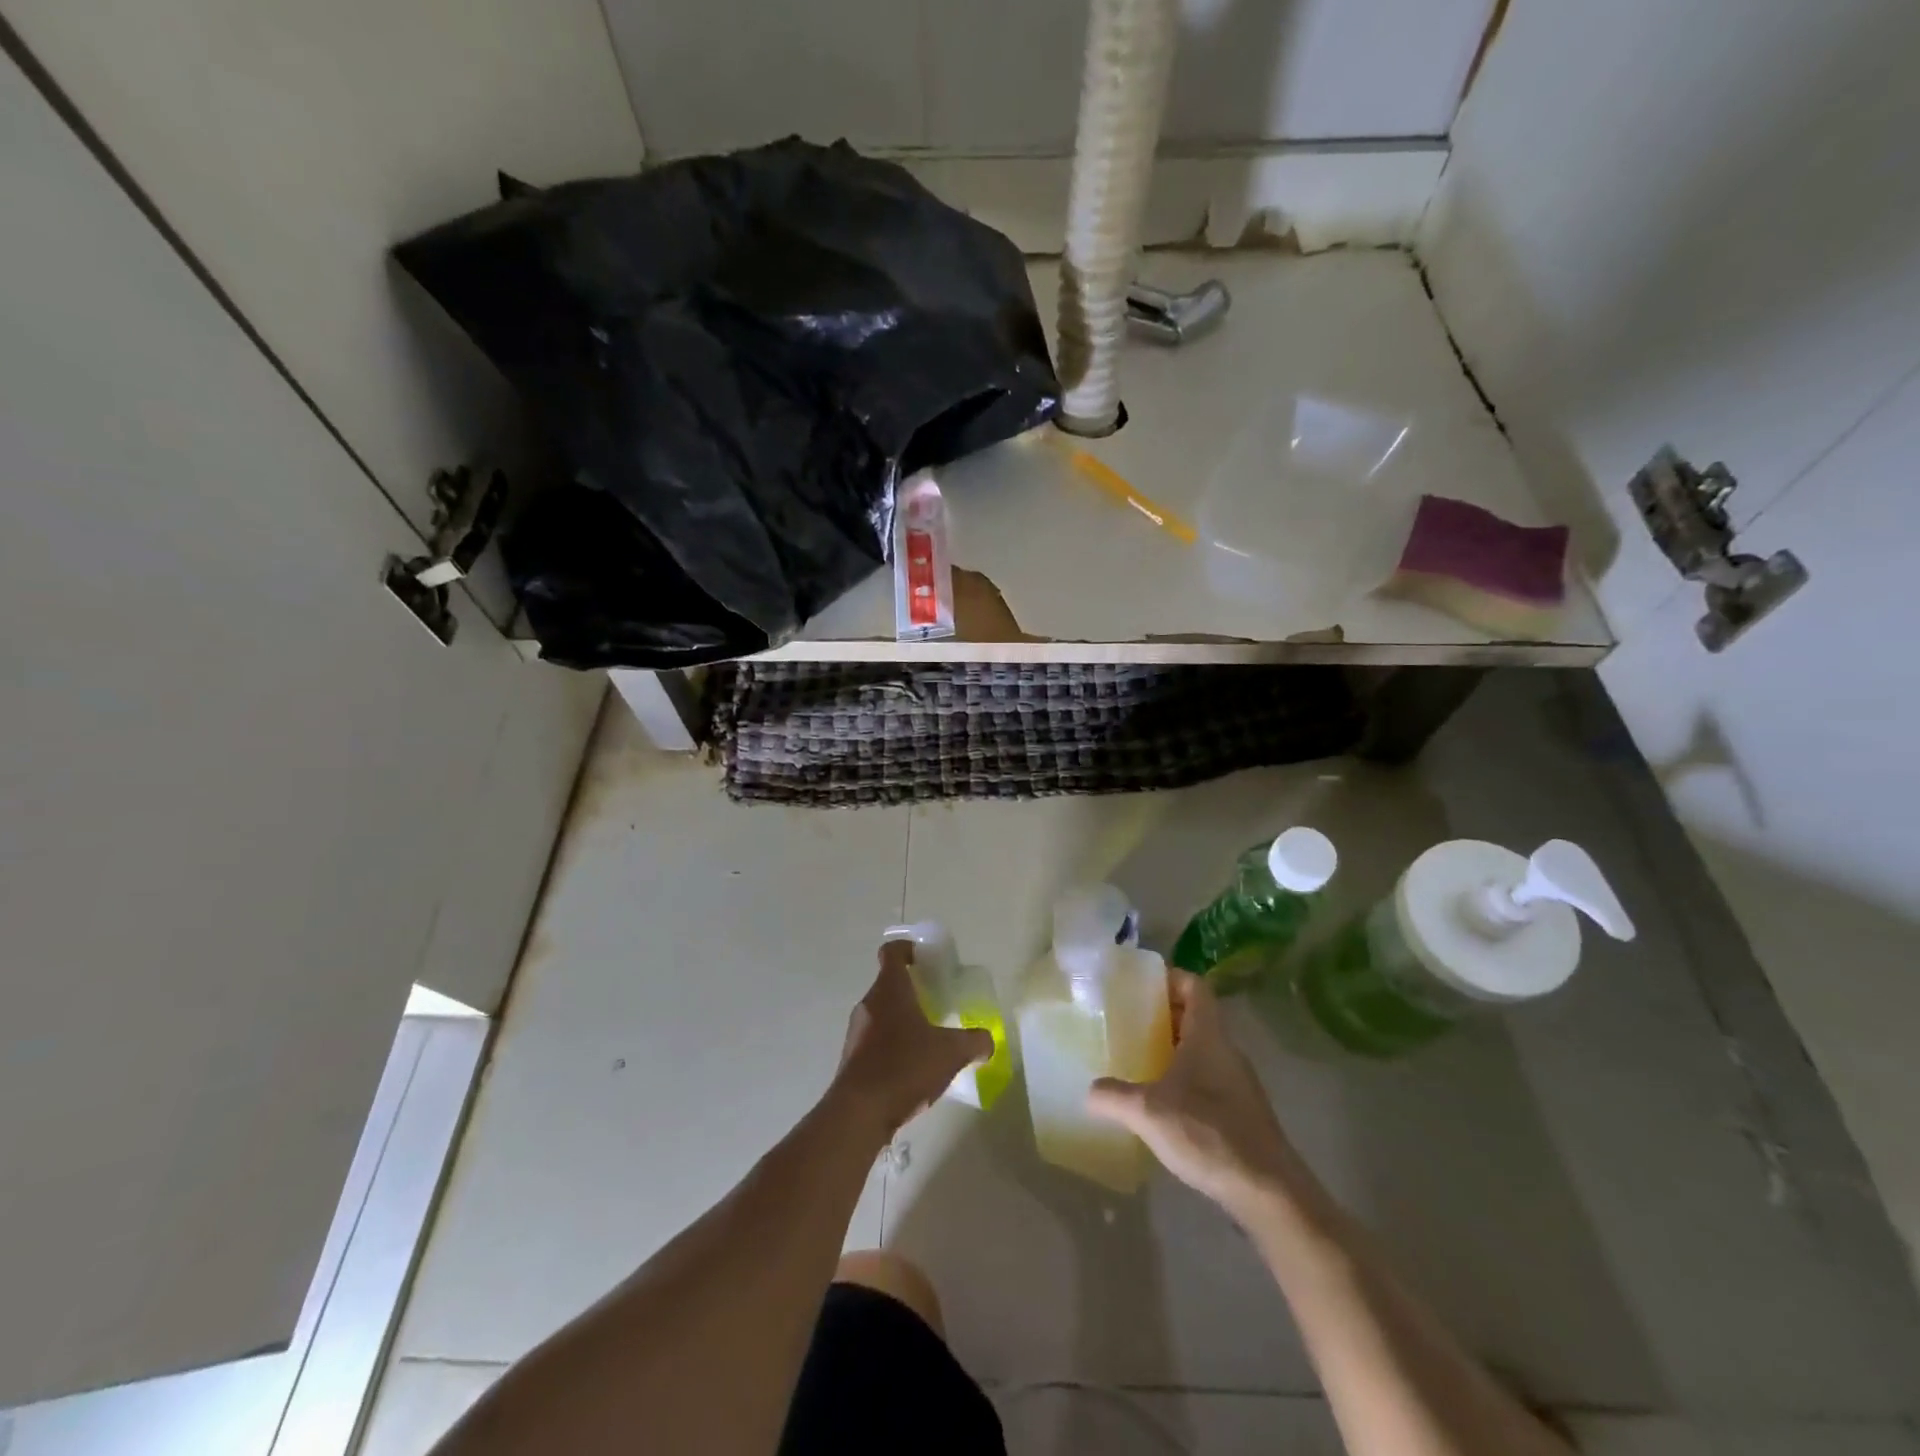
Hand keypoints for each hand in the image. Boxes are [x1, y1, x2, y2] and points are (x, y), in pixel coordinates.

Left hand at [831, 941, 992, 1137]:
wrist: (858, 1114)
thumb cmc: (904, 1067)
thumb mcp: (951, 1052)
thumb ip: (975, 1042)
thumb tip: (988, 1041)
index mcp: (889, 989)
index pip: (892, 952)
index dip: (908, 948)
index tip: (926, 959)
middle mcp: (868, 1004)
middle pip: (889, 984)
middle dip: (913, 991)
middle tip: (938, 1004)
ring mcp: (856, 1032)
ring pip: (882, 1014)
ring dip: (903, 1020)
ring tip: (929, 1041)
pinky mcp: (852, 1059)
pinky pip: (875, 1041)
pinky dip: (893, 1046)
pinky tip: (912, 1070)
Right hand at [1087, 970, 1302, 1216]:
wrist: (1267, 1191)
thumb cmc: (1207, 1133)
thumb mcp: (1147, 1112)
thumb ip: (1113, 1096)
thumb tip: (1088, 1091)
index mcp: (1208, 1035)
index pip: (1194, 985)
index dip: (1169, 977)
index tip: (1139, 985)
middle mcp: (1226, 1050)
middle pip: (1197, 1015)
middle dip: (1164, 1014)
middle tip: (1129, 1020)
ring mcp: (1238, 1081)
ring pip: (1203, 1048)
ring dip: (1174, 1047)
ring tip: (1140, 1057)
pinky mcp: (1242, 1111)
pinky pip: (1209, 1077)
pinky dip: (1186, 1077)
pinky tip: (1163, 1101)